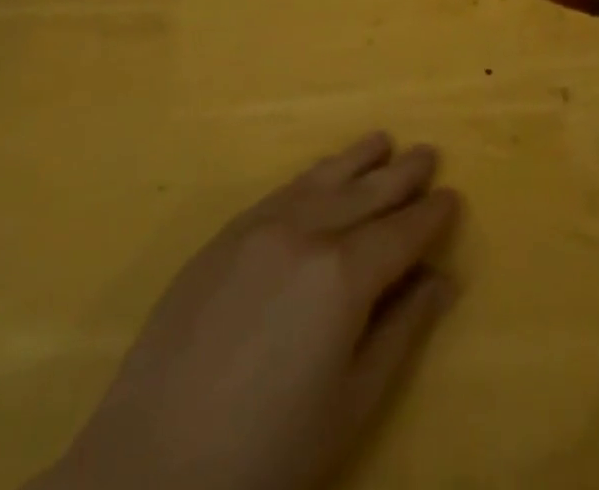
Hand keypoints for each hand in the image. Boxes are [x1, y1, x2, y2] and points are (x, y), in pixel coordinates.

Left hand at [37, 132, 461, 489]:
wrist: (146, 473)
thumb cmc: (265, 455)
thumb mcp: (350, 406)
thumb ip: (401, 332)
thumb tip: (444, 280)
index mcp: (343, 276)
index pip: (402, 232)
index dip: (431, 215)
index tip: (453, 196)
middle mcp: (305, 232)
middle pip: (367, 193)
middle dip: (403, 174)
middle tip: (429, 153)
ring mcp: (259, 227)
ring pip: (324, 178)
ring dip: (359, 160)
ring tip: (384, 141)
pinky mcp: (223, 236)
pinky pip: (282, 189)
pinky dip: (313, 175)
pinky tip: (324, 171)